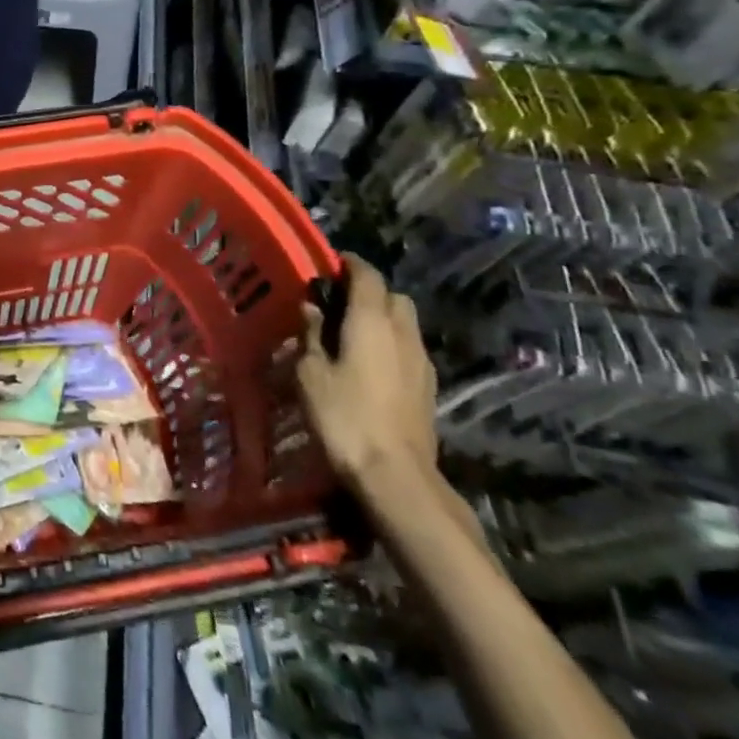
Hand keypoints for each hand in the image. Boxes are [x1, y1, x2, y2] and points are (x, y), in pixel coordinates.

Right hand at [292, 253, 437, 493]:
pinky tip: (368, 365)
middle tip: (337, 303)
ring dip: (381, 319)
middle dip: (368, 292)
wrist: (395, 475)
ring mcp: (422, 362)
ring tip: (350, 334)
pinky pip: (408, 349)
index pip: (367, 276)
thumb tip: (311, 307)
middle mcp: (402, 333)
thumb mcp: (310, 372)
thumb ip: (311, 334)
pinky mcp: (428, 387)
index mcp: (371, 321)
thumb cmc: (344, 416)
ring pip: (404, 323)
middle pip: (393, 297)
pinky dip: (389, 344)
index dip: (349, 264)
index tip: (329, 263)